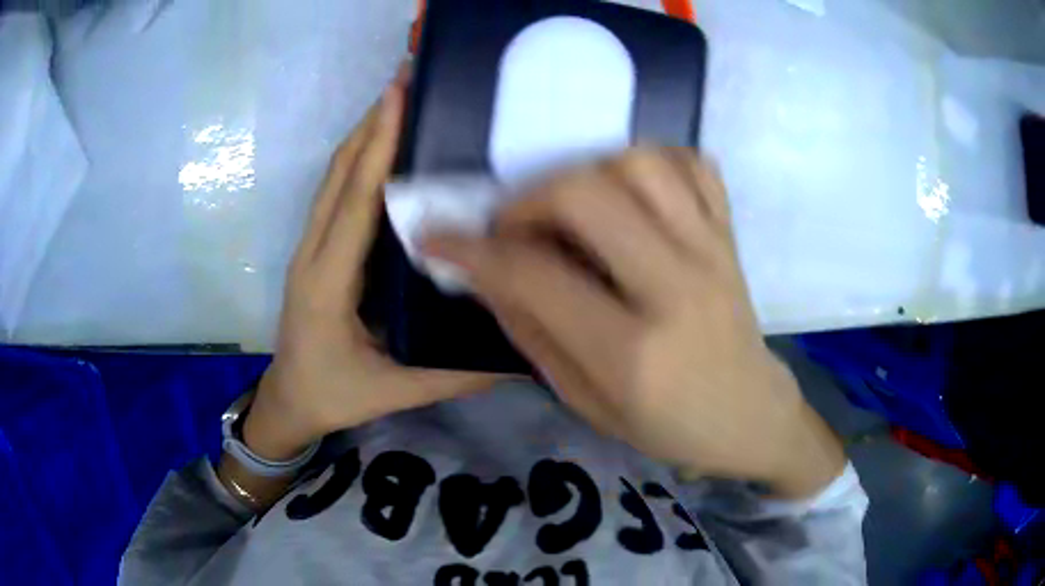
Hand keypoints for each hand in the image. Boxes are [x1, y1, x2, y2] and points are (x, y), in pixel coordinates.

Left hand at [242, 65, 499, 461]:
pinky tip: (386, 146)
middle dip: (371, 123)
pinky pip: (336, 194)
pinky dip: (359, 160)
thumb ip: (454, 375)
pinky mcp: (316, 249)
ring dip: (364, 135)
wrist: (289, 401)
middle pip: (339, 174)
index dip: (378, 147)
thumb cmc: (334, 395)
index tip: (400, 98)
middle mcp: (313, 253)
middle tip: (408, 80)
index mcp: (328, 283)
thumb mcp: (394, 391)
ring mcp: (310, 247)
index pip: (355, 202)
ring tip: (401, 99)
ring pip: (334, 178)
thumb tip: (520, 356)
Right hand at [426, 148, 845, 497]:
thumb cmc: (668, 426)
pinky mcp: (729, 234)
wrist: (749, 415)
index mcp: (634, 353)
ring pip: (641, 162)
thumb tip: (484, 273)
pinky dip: (652, 161)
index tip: (437, 238)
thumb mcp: (587, 402)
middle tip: (514, 226)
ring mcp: (712, 251)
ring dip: (587, 170)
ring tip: (571, 205)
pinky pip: (692, 164)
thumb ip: (533, 332)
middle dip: (529, 199)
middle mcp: (677, 288)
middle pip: (588, 194)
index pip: (534, 276)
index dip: (472, 251)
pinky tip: (630, 191)